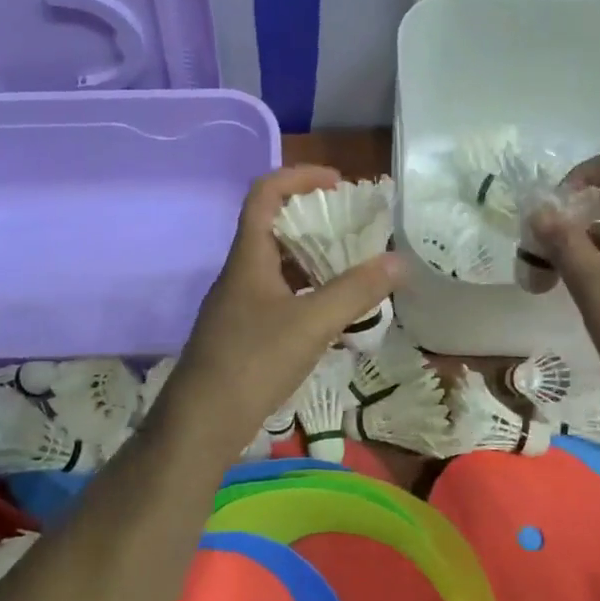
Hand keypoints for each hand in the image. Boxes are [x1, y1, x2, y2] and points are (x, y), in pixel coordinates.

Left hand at [157, 166, 401, 459]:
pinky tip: (331, 316)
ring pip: (277, 266)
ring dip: (312, 261)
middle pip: (273, 228)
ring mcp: (238, 306)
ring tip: (352, 270)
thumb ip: (355, 291)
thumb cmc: (253, 362)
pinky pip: (278, 298)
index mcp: (248, 257)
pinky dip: (306, 295)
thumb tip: (398, 261)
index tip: (338, 182)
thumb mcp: (311, 324)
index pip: (265, 193)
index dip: (299, 176)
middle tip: (355, 229)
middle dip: (315, 221)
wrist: (201, 424)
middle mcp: (239, 274)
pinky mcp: (241, 334)